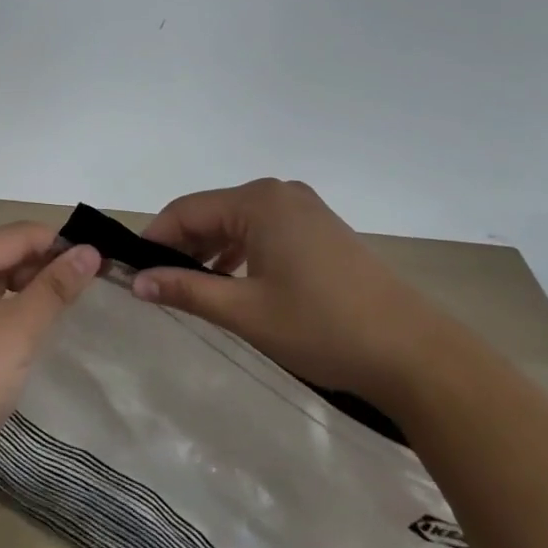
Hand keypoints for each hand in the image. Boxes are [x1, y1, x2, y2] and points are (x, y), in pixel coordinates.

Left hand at [0, 223, 99, 486]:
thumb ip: (54, 288)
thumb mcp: (16, 330)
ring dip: (36, 290)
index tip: (104, 262)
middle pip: (9, 253)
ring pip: (3, 281)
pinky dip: (20, 311)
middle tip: (96, 287)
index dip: (60, 245)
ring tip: (77, 304)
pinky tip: (45, 325)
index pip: (18, 235)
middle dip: (48, 267)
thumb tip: (89, 251)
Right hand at [131, 179, 452, 402]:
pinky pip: (263, 231)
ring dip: (210, 251)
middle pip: (211, 212)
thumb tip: (137, 282)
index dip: (155, 240)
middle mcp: (279, 193)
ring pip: (237, 223)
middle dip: (182, 246)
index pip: (186, 210)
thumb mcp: (246, 312)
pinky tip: (233, 282)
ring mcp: (304, 208)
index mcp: (259, 201)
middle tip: (157, 284)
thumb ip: (187, 290)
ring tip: (190, 287)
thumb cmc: (323, 327)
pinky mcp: (320, 229)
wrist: (416, 355)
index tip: (131, 271)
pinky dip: (240, 252)